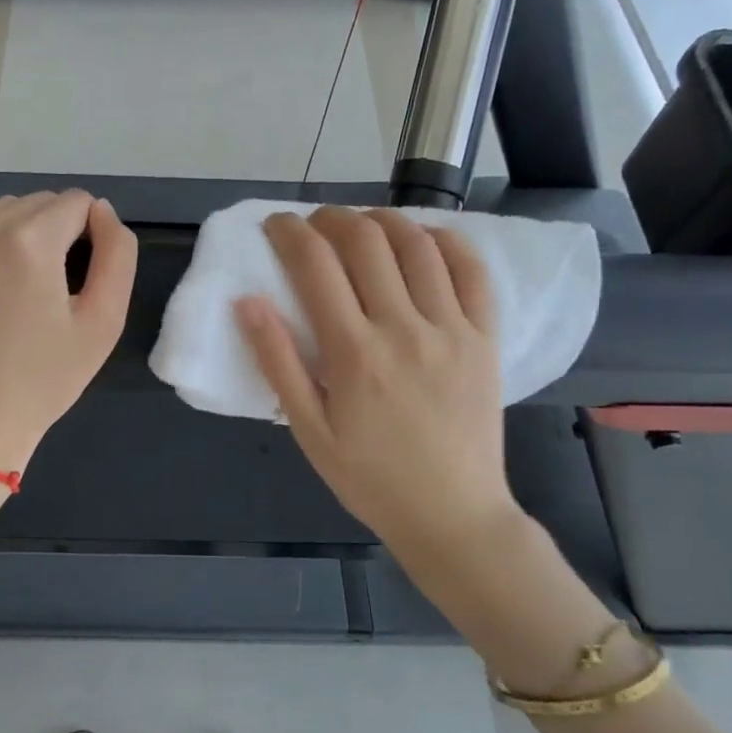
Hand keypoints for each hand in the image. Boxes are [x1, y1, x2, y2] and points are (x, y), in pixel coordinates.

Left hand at [0, 190, 136, 471]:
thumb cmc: (44, 379)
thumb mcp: (104, 320)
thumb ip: (117, 253)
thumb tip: (102, 211)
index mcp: (29, 240)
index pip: (75, 202)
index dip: (88, 235)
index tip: (78, 276)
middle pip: (34, 203)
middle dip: (51, 233)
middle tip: (47, 289)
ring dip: (13, 237)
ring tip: (12, 290)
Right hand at [237, 207, 526, 558]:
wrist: (453, 515)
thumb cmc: (370, 477)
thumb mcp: (308, 430)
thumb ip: (277, 362)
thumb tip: (247, 301)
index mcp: (353, 353)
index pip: (314, 265)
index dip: (289, 232)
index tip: (276, 225)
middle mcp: (403, 328)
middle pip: (364, 241)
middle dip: (331, 218)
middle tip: (314, 224)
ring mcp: (451, 328)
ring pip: (416, 244)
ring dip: (382, 220)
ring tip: (362, 225)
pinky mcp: (485, 337)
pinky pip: (471, 270)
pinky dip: (444, 241)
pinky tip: (423, 239)